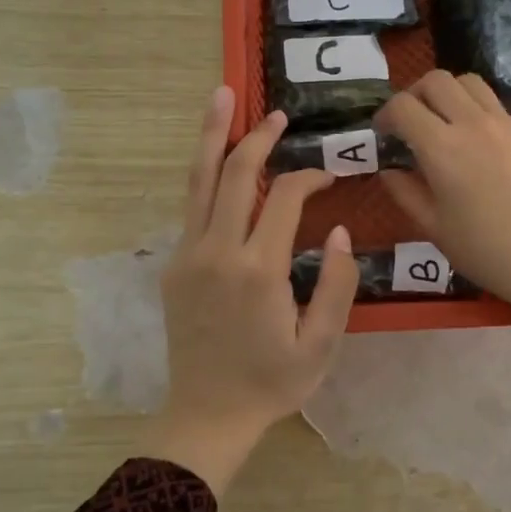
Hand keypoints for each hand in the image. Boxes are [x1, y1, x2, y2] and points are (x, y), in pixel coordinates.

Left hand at [145, 86, 357, 494]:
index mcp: (258, 270)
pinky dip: (204, 174)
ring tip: (220, 97)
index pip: (284, 198)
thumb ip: (335, 284)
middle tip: (276, 114)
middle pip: (234, 174)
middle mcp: (217, 251)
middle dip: (256, 138)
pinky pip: (191, 207)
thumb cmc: (271, 383)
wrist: (207, 414)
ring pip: (199, 181)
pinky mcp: (174, 265)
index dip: (308, 178)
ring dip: (212, 137)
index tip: (329, 177)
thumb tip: (336, 230)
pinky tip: (215, 158)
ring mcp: (188, 255)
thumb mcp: (321, 344)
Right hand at [375, 71, 510, 367]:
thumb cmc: (484, 249)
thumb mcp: (432, 226)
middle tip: (413, 122)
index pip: (403, 106)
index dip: (386, 114)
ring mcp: (506, 124)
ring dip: (449, 94)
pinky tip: (480, 147)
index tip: (384, 132)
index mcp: (442, 148)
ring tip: (446, 123)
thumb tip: (389, 171)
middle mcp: (472, 124)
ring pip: (470, 83)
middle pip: (436, 80)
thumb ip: (404, 192)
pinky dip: (477, 113)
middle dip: (415, 94)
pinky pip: (496, 107)